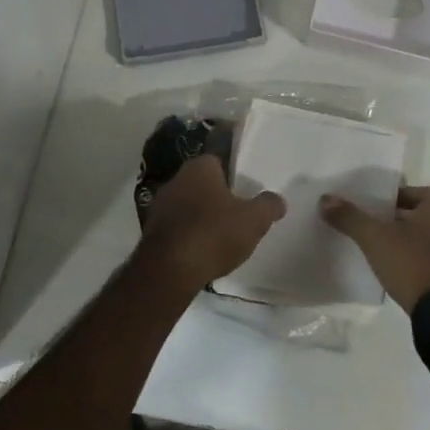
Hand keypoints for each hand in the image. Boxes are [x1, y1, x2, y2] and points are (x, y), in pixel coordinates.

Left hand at [139, 155, 285, 291]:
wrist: (169, 269)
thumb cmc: (214, 233)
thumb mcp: (253, 220)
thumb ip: (268, 206)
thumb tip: (278, 199)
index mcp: (199, 167)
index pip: (218, 160)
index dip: (233, 174)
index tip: (244, 189)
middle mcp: (176, 179)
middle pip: (201, 183)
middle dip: (216, 195)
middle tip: (236, 212)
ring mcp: (160, 205)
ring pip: (187, 205)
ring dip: (200, 216)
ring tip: (220, 235)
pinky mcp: (151, 230)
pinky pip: (176, 226)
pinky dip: (187, 235)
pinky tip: (200, 251)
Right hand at [321, 184, 429, 312]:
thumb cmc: (412, 264)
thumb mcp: (374, 238)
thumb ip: (350, 217)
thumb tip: (325, 199)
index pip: (404, 192)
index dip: (382, 200)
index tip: (366, 211)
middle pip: (415, 214)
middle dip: (394, 221)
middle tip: (370, 230)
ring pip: (426, 237)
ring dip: (407, 242)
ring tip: (382, 252)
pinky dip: (419, 261)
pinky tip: (401, 273)